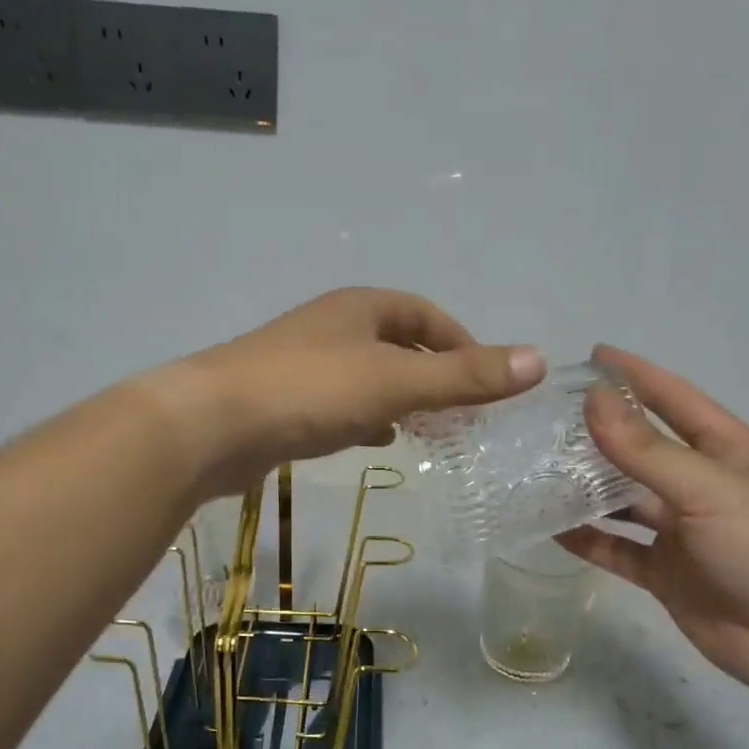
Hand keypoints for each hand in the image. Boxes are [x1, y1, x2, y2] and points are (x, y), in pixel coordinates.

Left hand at [152, 288, 545, 497]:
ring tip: (428, 429)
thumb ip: (464, 376)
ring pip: (368, 376)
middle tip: (462, 412)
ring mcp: (303, 363)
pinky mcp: (283, 401)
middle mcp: (332, 327)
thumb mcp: (396, 382)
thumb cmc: (310, 391)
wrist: (210, 425)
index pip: (425, 315)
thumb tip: (538, 360)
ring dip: (400, 397)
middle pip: (397, 343)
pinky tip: (375, 440)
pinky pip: (339, 403)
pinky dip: (365, 417)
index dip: (462, 343)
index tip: (487, 383)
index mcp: (360, 308)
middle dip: (432, 374)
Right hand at [558, 346, 748, 711]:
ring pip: (623, 500)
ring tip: (536, 469)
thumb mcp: (708, 487)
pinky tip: (549, 528)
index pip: (674, 399)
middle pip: (641, 449)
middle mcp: (700, 485)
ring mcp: (682, 532)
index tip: (592, 355)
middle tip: (545, 417)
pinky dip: (587, 540)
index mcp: (725, 450)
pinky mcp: (665, 574)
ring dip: (585, 487)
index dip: (635, 375)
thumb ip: (646, 448)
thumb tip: (592, 398)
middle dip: (599, 432)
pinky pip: (617, 550)